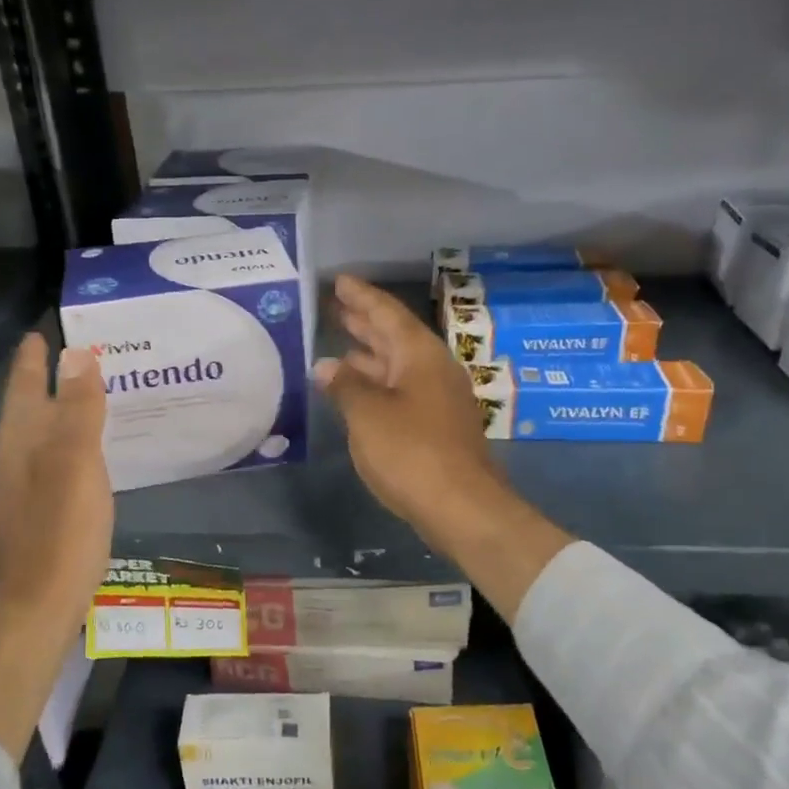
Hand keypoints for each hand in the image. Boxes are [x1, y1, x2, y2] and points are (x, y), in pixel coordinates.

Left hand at [0, 333, 112, 635]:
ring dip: (50, 417)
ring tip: (75, 403)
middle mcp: (8, 465)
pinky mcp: (25, 524)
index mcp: (19, 445)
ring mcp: (13, 497)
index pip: (24, 389)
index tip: (38, 332)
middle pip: (23, 414)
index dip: (31, 360)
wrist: (30, 614)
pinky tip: (75, 464)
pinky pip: (42, 469)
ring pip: (31, 443)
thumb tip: (77, 353)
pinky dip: (58, 451)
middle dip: (40, 384)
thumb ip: (78, 410)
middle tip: (65, 360)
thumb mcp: (76, 464)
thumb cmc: (58, 535)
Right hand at [316, 274, 571, 620]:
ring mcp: (438, 398)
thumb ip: (344, 386)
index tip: (339, 281)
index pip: (387, 313)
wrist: (462, 507)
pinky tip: (356, 391)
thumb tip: (326, 366)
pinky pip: (401, 390)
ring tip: (338, 345)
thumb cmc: (412, 452)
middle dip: (364, 321)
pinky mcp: (437, 425)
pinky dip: (377, 383)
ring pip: (398, 365)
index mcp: (419, 355)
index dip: (361, 296)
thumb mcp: (367, 415)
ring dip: (369, 354)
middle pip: (395, 336)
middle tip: (335, 306)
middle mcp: (433, 369)